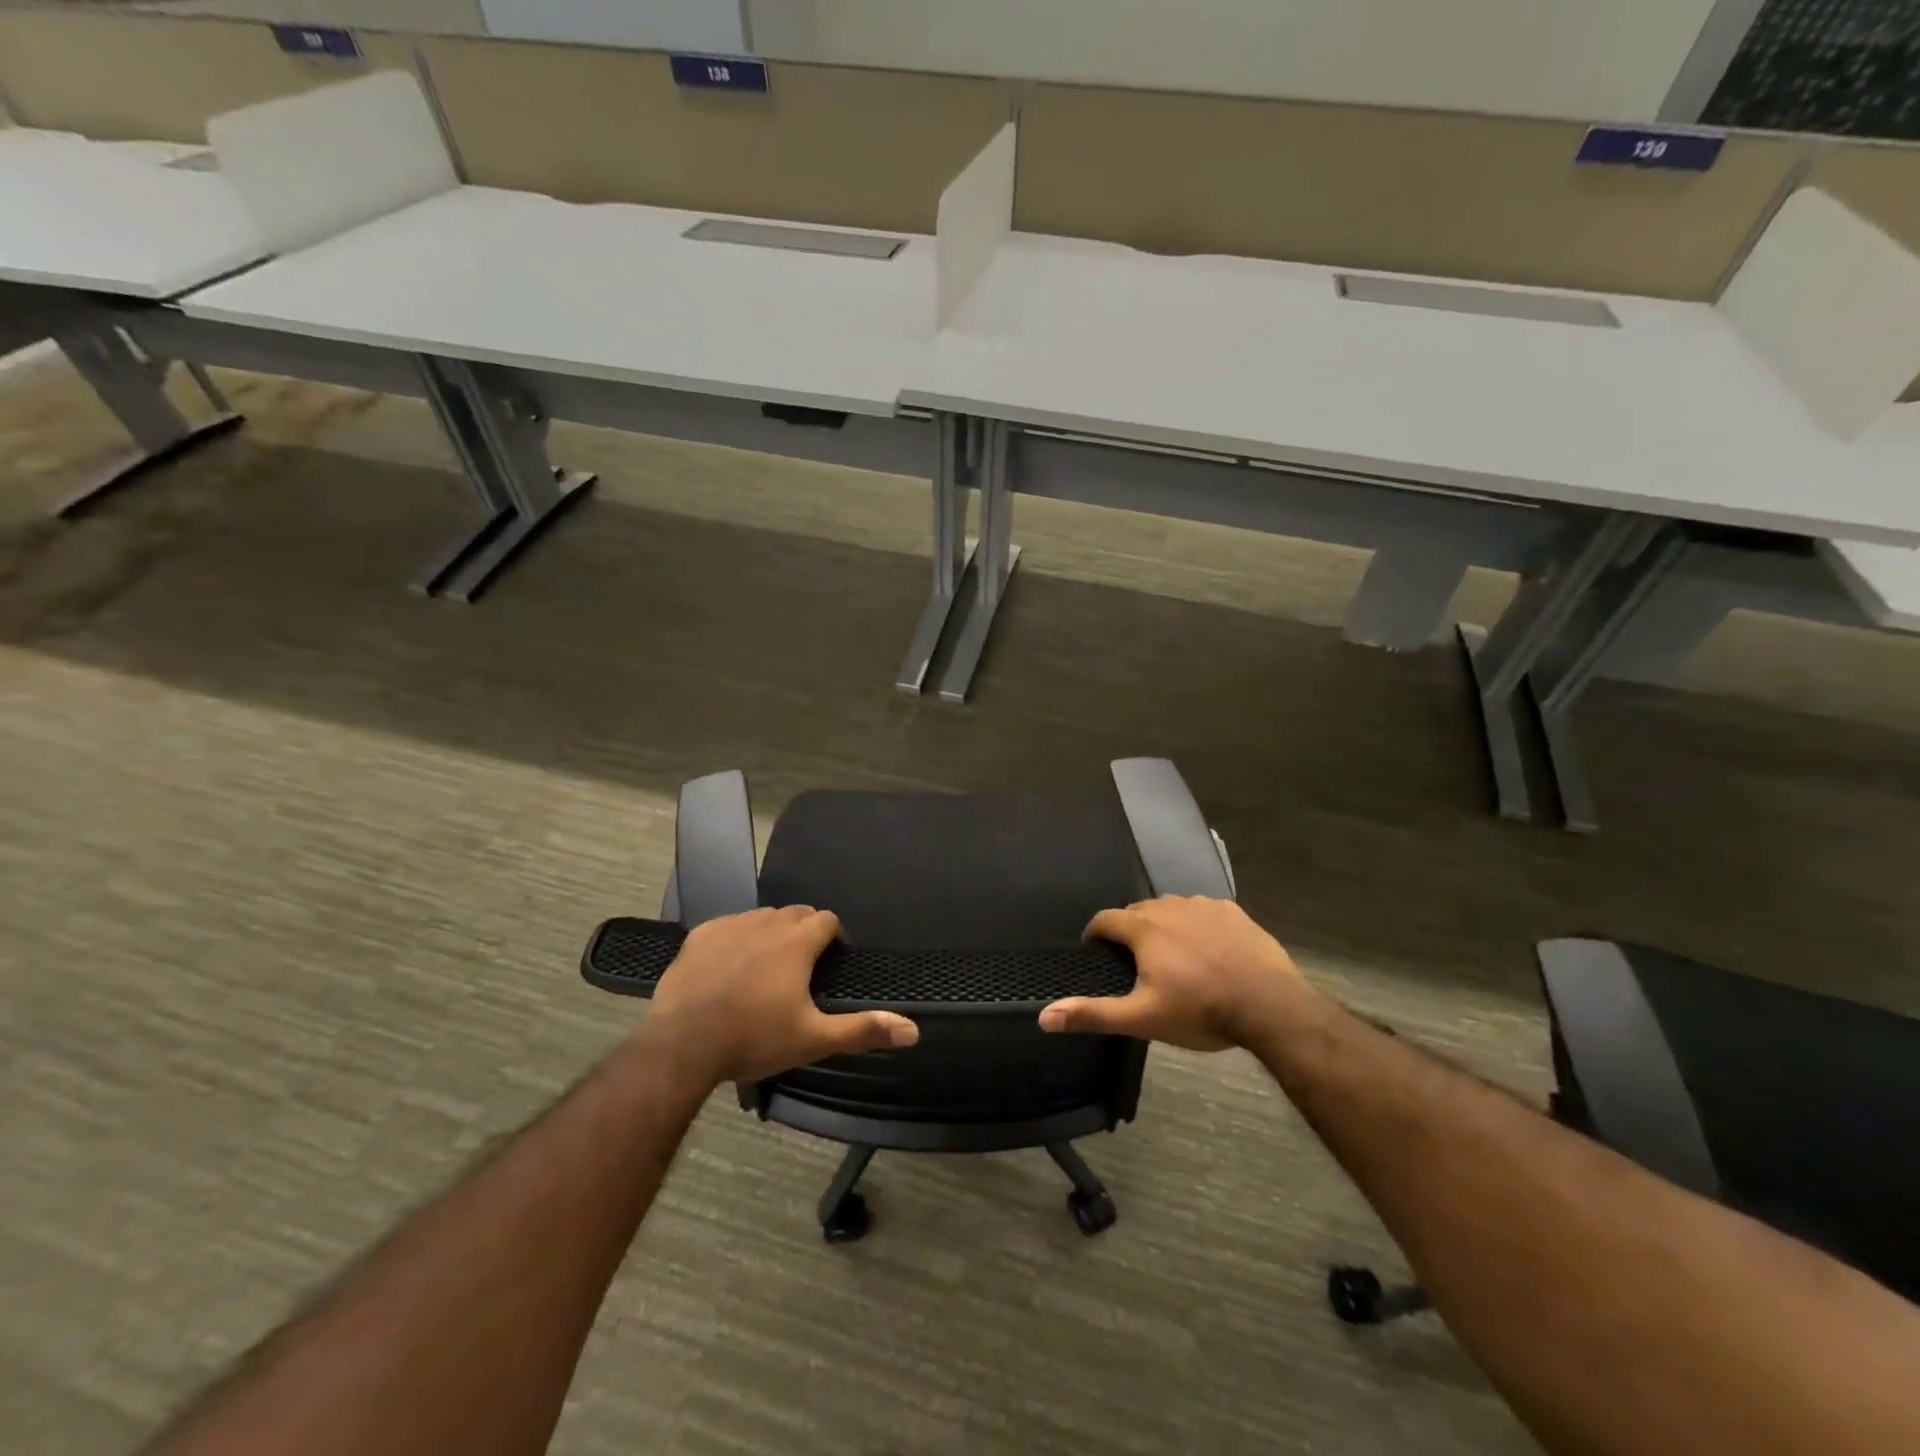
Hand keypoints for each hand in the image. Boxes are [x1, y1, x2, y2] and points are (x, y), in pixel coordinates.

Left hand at [641, 906, 919, 1085]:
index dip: (834, 936)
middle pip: (796, 913)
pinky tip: (730, 966)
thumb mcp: (813, 1039)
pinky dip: (738, 938)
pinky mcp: (700, 935)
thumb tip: (913, 1031)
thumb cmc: (754, 1039)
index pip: (827, 919)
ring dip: (772, 932)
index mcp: (797, 941)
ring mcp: (730, 925)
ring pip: (762, 917)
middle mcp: (767, 922)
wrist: (682, 1045)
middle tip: (803, 967)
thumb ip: (863, 1030)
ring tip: (768, 966)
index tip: (832, 960)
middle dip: (805, 931)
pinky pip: (729, 925)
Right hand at [1039, 896, 1310, 1050]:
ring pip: (1171, 908)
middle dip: (1130, 930)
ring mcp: (1204, 906)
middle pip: (1138, 911)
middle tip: (1134, 961)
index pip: (1106, 919)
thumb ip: (1093, 1013)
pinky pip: (1202, 910)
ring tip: (1171, 954)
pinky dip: (1195, 923)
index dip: (1096, 933)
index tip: (1095, 950)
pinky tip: (1207, 948)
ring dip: (1163, 924)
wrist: (1270, 1006)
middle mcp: (1170, 907)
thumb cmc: (1200, 1012)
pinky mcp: (1233, 911)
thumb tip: (1044, 1017)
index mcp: (1144, 929)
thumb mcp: (1143, 1019)